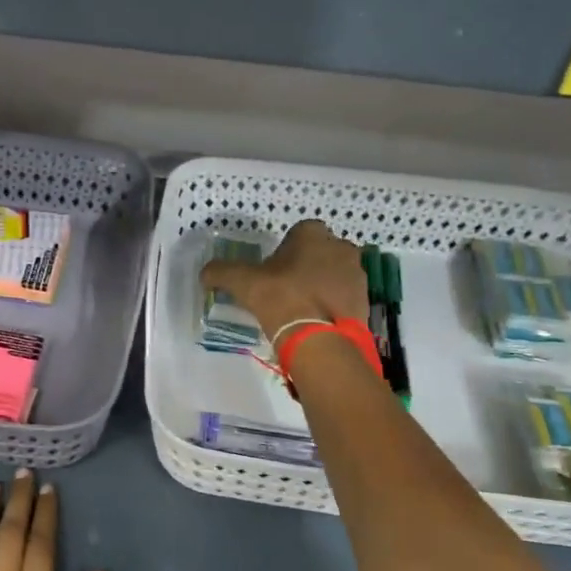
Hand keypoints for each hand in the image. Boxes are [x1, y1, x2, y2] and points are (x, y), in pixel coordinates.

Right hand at [201, 219, 367, 336]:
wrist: (320, 338)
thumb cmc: (281, 297)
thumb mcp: (242, 282)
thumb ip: (221, 272)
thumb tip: (205, 273)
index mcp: (313, 234)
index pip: (298, 232)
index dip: (285, 249)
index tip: (273, 269)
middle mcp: (341, 247)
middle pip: (319, 252)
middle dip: (306, 265)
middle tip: (286, 288)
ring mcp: (357, 274)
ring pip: (334, 273)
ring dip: (321, 284)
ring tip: (301, 307)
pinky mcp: (365, 300)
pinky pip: (344, 296)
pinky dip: (332, 304)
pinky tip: (316, 320)